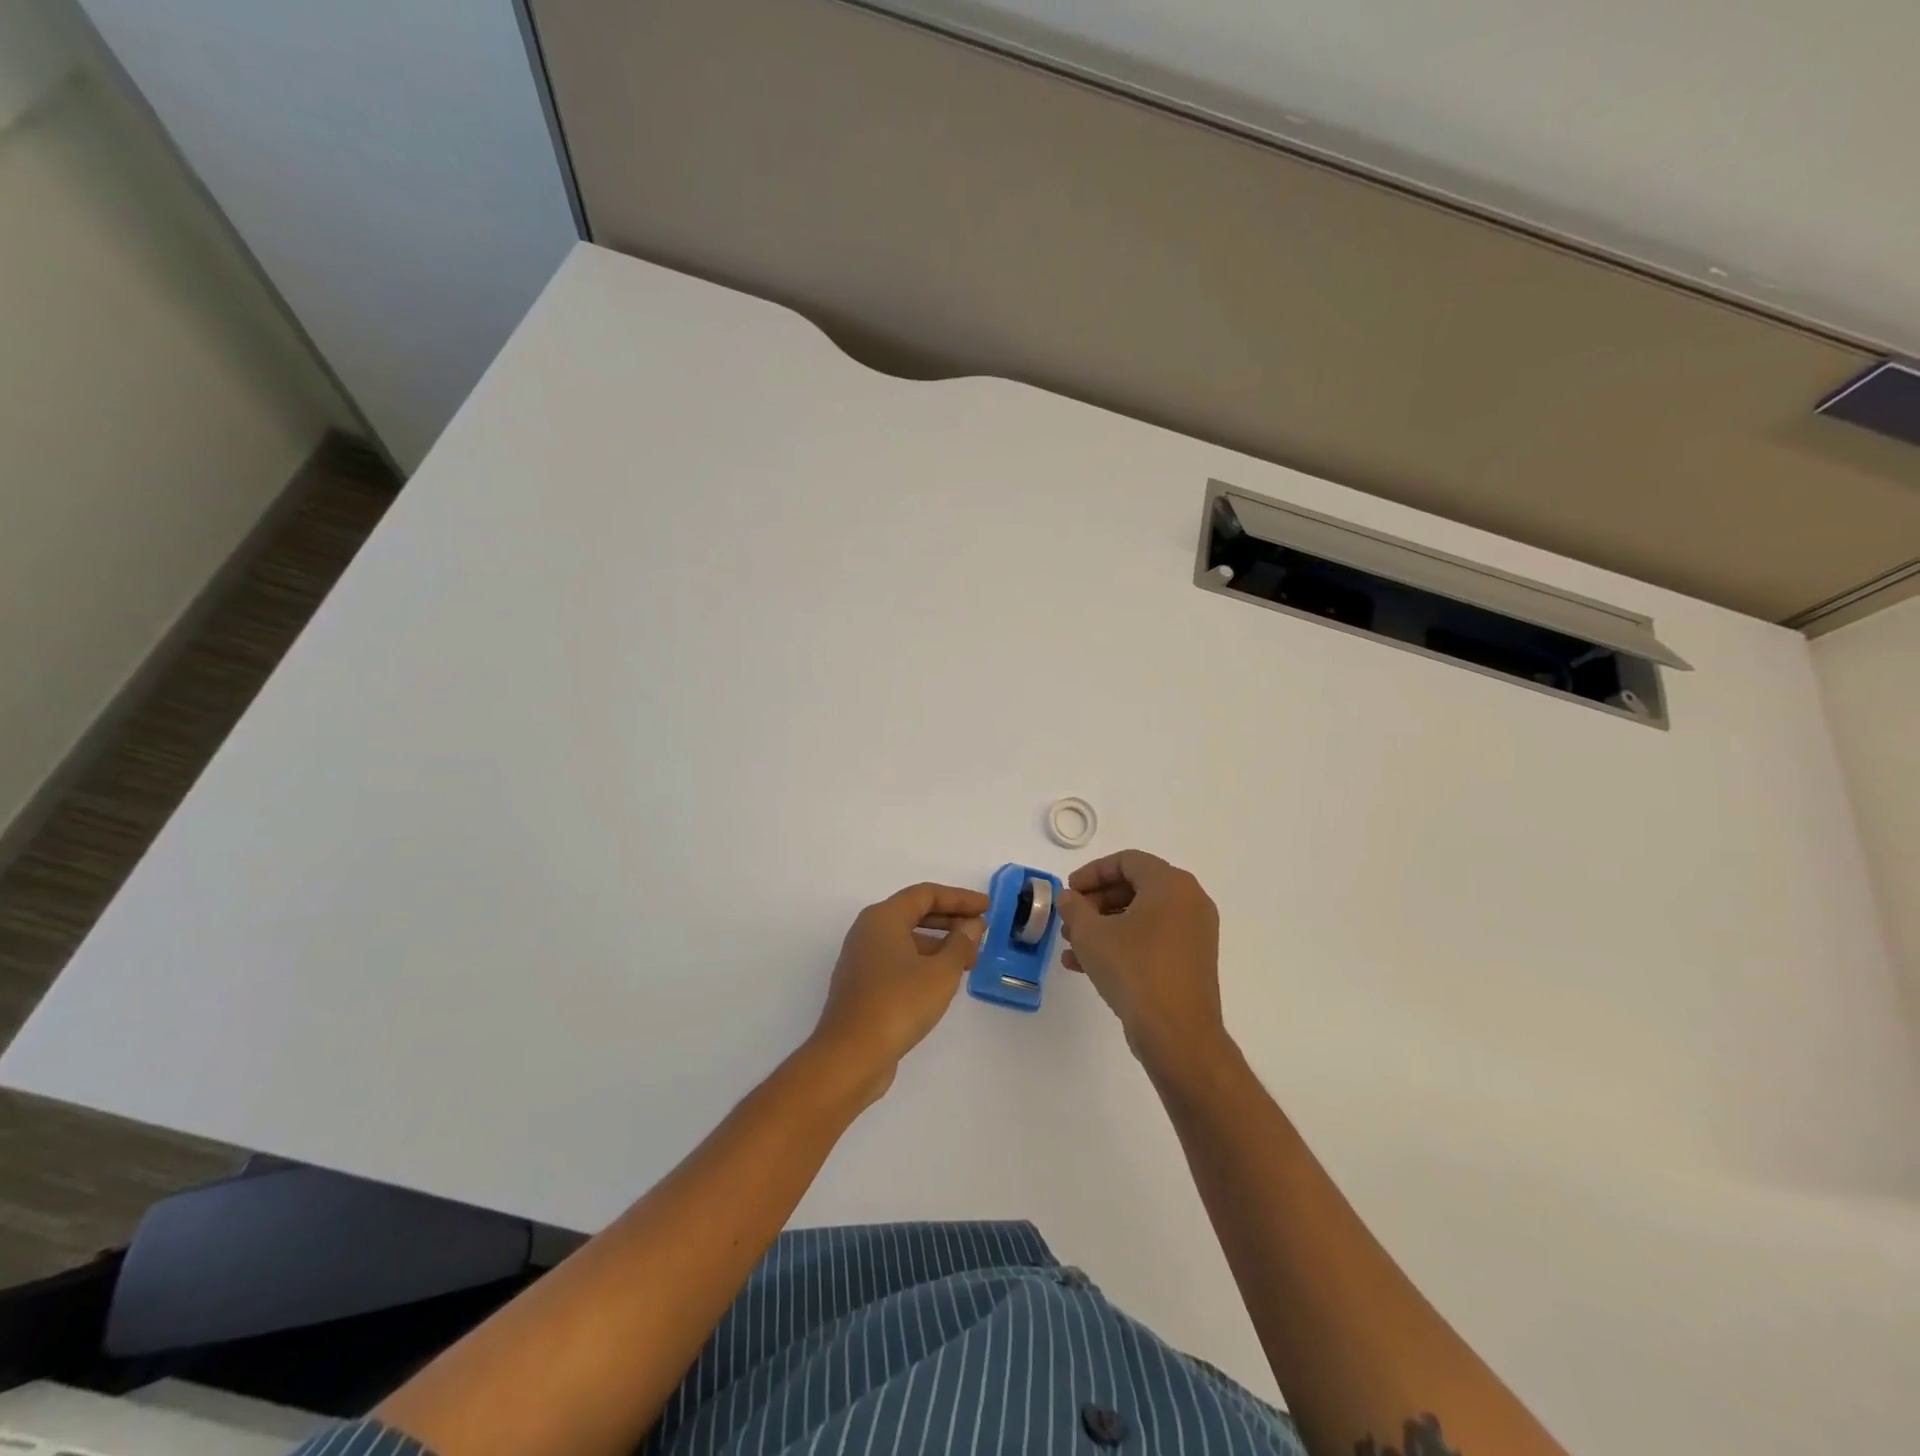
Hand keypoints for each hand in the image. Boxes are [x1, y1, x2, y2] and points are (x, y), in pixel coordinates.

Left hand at [810, 882, 987, 1102]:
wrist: (851, 1055)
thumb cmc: (898, 1004)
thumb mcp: (940, 973)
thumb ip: (960, 944)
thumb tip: (972, 926)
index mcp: (883, 918)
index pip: (926, 894)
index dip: (959, 898)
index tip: (987, 908)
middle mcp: (868, 931)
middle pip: (914, 913)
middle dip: (950, 919)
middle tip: (980, 931)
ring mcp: (862, 959)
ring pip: (907, 939)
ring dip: (939, 943)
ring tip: (969, 958)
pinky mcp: (863, 985)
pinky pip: (898, 960)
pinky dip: (924, 961)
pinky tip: (944, 979)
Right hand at [1057, 850, 1227, 1075]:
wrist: (1177, 1033)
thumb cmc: (1134, 969)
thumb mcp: (1091, 934)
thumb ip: (1074, 907)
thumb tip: (1068, 897)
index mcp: (1171, 884)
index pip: (1127, 861)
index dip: (1092, 872)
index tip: (1069, 891)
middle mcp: (1189, 902)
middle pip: (1135, 887)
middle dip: (1095, 902)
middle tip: (1069, 919)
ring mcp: (1194, 933)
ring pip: (1141, 917)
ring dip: (1103, 926)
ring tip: (1072, 945)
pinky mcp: (1191, 962)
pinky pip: (1152, 940)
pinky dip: (1122, 944)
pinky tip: (1086, 966)